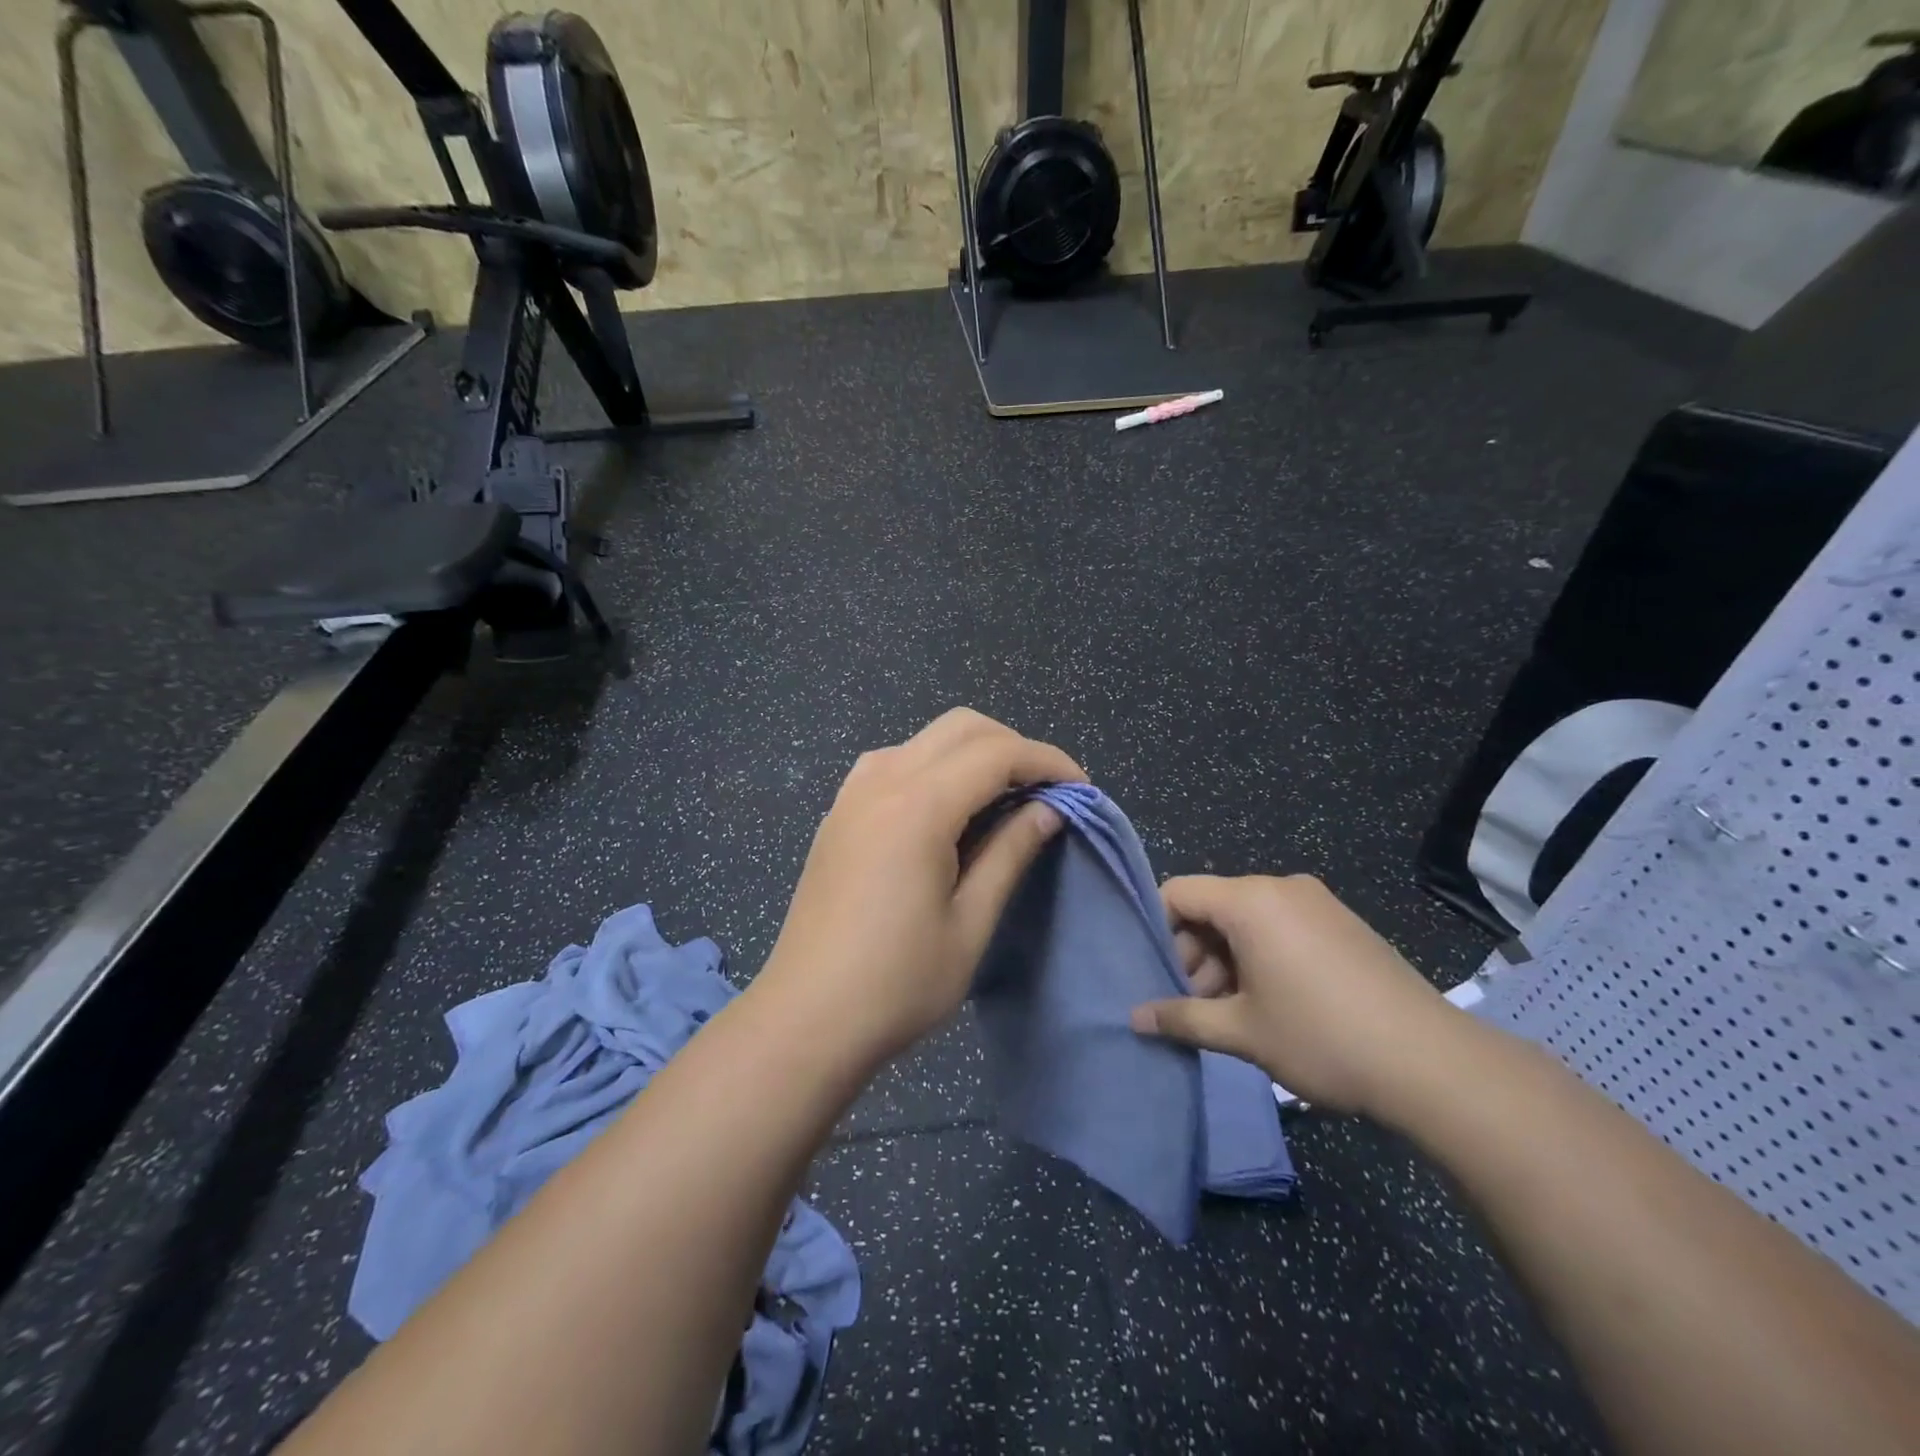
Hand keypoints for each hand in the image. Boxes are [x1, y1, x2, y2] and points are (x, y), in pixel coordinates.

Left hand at [757, 709, 1083, 1067]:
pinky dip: (935, 766)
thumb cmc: (897, 983)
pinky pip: (895, 761)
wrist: (806, 1018)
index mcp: (918, 807)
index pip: (997, 753)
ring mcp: (853, 793)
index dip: (1047, 761)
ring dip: (973, 752)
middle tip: (1047, 791)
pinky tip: (948, 810)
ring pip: (926, 739)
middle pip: (961, 727)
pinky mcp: (839, 812)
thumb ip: (1010, 853)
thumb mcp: (970, 923)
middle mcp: (881, 781)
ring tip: (1004, 799)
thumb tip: (1048, 810)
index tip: (1081, 789)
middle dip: (1013, 746)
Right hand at [1128, 874, 1460, 1115]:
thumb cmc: (1322, 1037)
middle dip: (1193, 953)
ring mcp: (1317, 903)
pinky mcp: (1342, 924)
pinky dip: (1261, 956)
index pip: (1178, 892)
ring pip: (1247, 920)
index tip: (1155, 974)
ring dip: (1226, 960)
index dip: (1157, 929)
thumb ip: (1182, 1019)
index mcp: (1250, 901)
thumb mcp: (1242, 1031)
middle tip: (1194, 1005)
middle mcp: (1281, 888)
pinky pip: (1281, 927)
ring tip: (1229, 1014)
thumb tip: (1134, 1018)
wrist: (1433, 1063)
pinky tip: (1269, 1004)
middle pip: (1213, 907)